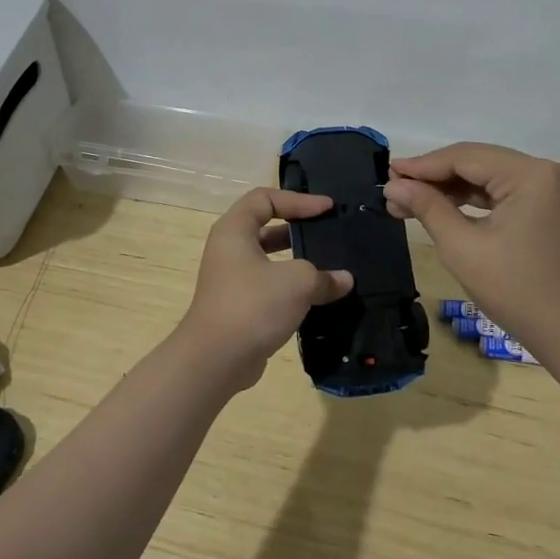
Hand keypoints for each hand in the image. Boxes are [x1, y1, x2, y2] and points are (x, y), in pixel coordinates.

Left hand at [175, 187, 353, 389]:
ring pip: (269, 260)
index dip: (298, 200)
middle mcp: (229, 250)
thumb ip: (323, 276)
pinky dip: (292, 288)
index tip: (327, 209)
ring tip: (330, 266)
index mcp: (235, 230)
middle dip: (299, 228)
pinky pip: (269, 286)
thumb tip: (344, 280)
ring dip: (298, 261)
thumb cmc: (253, 305)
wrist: (216, 359)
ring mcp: (232, 279)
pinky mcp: (239, 306)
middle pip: (266, 226)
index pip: (265, 198)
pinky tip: (318, 297)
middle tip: (329, 233)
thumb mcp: (297, 282)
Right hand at [383, 142, 559, 357]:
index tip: (387, 174)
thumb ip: (428, 208)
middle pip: (478, 162)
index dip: (422, 165)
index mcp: (531, 174)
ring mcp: (552, 189)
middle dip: (434, 177)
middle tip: (393, 191)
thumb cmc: (518, 292)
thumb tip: (394, 187)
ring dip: (450, 189)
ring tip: (407, 202)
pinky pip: (503, 194)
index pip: (466, 157)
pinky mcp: (550, 208)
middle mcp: (546, 171)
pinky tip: (441, 209)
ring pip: (489, 178)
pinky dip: (472, 202)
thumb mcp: (463, 248)